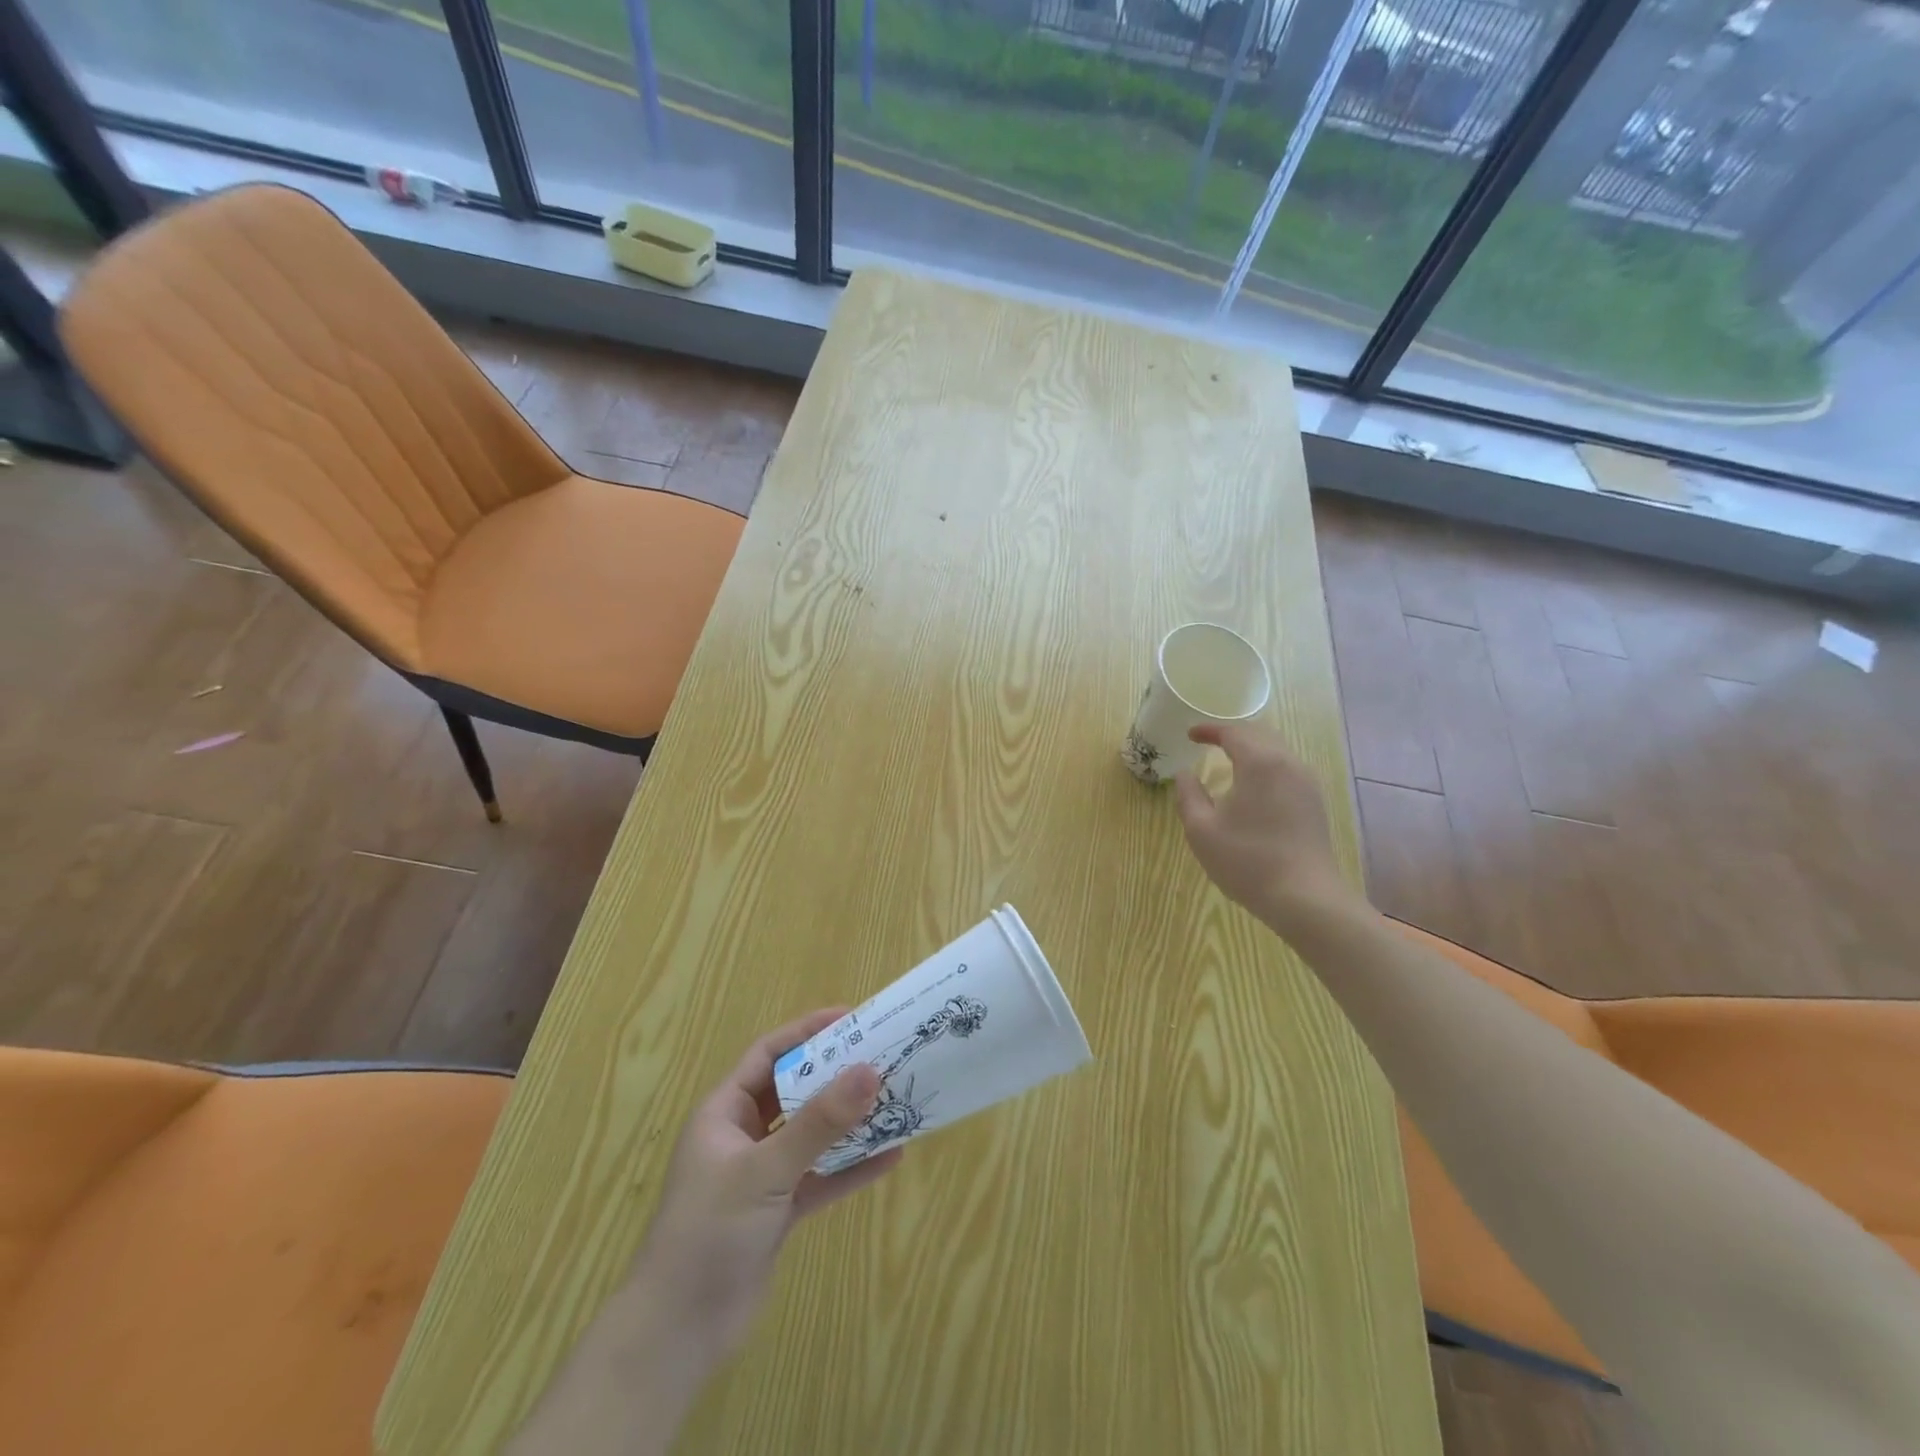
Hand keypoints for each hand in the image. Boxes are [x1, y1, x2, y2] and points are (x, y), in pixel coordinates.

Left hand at [626, 1009, 901, 1368]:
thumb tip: (870, 1071)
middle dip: (835, 1075)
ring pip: (812, 1134)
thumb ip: (819, 1123)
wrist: (678, 1333)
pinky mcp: (778, 1210)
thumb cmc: (710, 1231)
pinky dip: (851, 1168)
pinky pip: (821, 1176)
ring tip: (894, 1099)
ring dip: (849, 1121)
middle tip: (881, 1056)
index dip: (806, 1032)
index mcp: (724, 1112)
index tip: (851, 1018)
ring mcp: (762, 1174)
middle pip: (794, 1091)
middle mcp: (743, 1136)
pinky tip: (890, 1157)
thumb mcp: (766, 1170)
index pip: (768, 1054)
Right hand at [1172, 724, 1359, 932]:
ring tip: (1229, 759)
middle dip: (1232, 734)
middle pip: (1259, 734)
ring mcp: (1306, 783)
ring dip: (1251, 748)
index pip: (1233, 732)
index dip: (1209, 730)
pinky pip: (1287, 768)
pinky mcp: (1314, 802)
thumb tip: (1185, 774)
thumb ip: (1188, 795)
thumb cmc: (1247, 861)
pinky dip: (1266, 764)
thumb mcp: (1201, 830)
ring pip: (1276, 750)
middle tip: (1208, 742)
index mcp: (1259, 763)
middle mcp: (1287, 764)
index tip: (1189, 735)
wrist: (1304, 898)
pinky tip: (1254, 785)